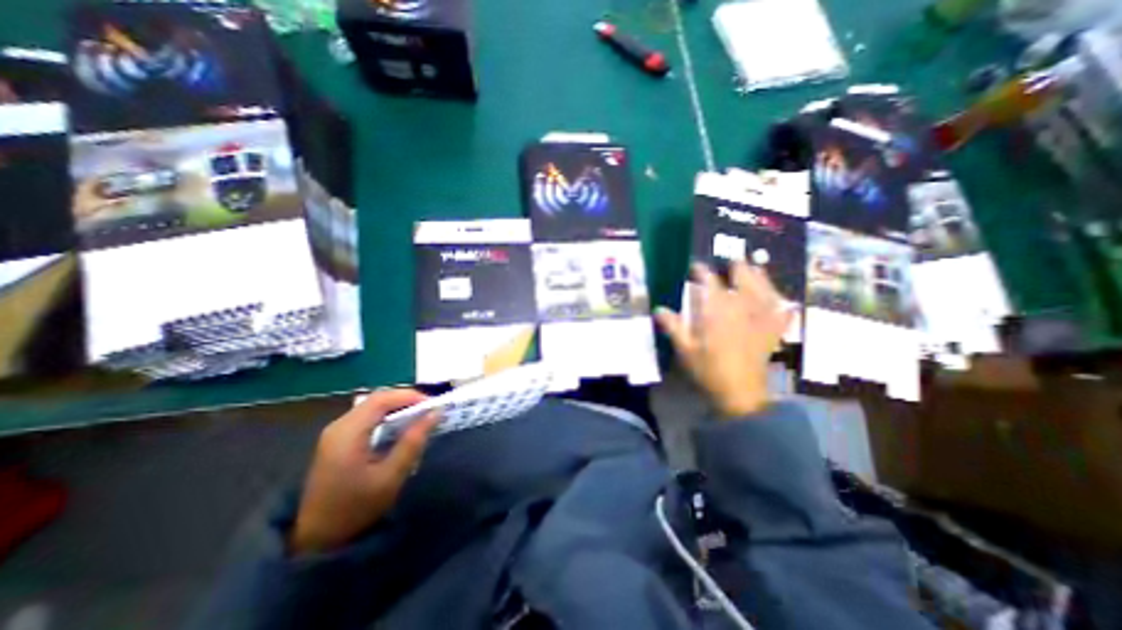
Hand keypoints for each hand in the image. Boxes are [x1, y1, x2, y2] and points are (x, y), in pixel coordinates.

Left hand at [287, 388, 436, 555]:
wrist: (318, 540)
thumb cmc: (356, 508)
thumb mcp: (391, 476)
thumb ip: (413, 441)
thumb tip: (435, 414)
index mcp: (348, 433)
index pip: (382, 399)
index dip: (410, 396)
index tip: (433, 405)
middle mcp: (339, 426)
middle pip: (377, 399)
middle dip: (406, 400)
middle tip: (430, 411)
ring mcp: (336, 432)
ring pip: (373, 406)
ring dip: (398, 407)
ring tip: (420, 418)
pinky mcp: (338, 440)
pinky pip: (367, 417)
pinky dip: (388, 416)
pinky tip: (400, 428)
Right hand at [660, 261, 786, 416]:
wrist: (739, 394)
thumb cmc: (708, 371)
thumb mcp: (685, 350)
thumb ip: (673, 327)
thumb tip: (658, 309)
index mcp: (717, 312)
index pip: (710, 283)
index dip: (702, 271)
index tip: (696, 266)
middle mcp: (741, 309)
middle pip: (743, 279)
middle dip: (737, 267)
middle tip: (732, 261)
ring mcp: (760, 320)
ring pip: (764, 290)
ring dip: (760, 277)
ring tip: (756, 268)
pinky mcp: (771, 332)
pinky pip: (782, 313)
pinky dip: (784, 305)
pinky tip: (785, 300)